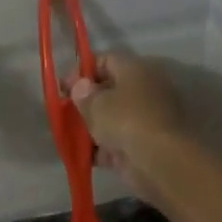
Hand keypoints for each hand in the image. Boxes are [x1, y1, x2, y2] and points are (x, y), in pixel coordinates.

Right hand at [69, 53, 187, 204]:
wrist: (158, 160)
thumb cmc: (126, 121)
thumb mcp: (96, 104)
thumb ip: (83, 94)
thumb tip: (81, 87)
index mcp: (136, 70)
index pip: (106, 60)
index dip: (82, 72)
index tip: (63, 88)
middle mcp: (144, 91)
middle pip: (109, 91)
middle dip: (86, 103)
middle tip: (65, 113)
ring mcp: (145, 120)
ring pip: (112, 119)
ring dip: (91, 128)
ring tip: (69, 136)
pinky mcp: (142, 146)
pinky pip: (116, 143)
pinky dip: (100, 150)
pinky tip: (82, 156)